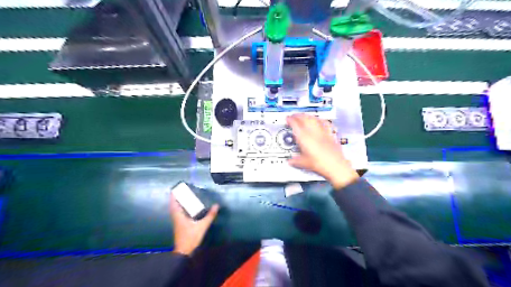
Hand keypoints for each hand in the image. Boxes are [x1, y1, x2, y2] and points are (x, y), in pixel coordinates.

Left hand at [172, 194, 219, 254]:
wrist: (184, 252)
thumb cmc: (191, 237)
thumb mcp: (202, 226)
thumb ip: (209, 216)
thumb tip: (216, 205)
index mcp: (179, 216)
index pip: (173, 204)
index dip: (173, 196)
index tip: (175, 189)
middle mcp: (176, 218)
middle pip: (174, 206)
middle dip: (177, 198)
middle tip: (182, 191)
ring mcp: (177, 222)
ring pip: (176, 210)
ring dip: (178, 204)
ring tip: (185, 197)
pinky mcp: (180, 226)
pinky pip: (179, 214)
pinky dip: (181, 209)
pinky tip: (188, 209)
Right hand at [287, 114, 358, 189]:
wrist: (336, 166)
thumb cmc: (320, 164)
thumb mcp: (304, 163)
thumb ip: (295, 161)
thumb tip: (291, 161)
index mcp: (304, 138)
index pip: (295, 124)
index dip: (290, 120)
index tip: (288, 118)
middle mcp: (313, 133)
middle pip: (305, 118)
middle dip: (298, 116)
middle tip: (294, 116)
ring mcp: (322, 132)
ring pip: (314, 119)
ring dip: (308, 116)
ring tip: (304, 116)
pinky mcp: (330, 134)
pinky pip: (325, 123)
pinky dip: (320, 120)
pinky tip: (320, 120)